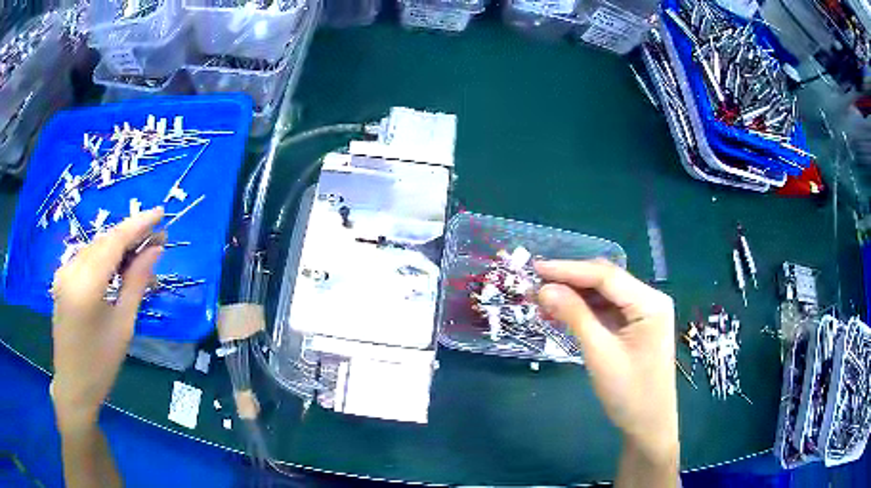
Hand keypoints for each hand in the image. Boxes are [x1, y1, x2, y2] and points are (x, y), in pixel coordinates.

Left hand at [51, 208, 164, 429]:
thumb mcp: (123, 325)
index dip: (138, 224)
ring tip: (141, 255)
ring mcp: (63, 273)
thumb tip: (155, 250)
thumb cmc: (101, 364)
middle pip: (104, 241)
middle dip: (131, 236)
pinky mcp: (62, 279)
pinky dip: (104, 257)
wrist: (73, 386)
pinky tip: (117, 266)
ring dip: (118, 247)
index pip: (114, 241)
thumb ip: (136, 282)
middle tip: (157, 240)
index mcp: (85, 285)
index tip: (160, 213)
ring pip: (95, 247)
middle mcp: (70, 270)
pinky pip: (86, 258)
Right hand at [535, 259, 677, 463]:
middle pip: (606, 281)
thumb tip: (544, 289)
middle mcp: (649, 300)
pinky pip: (607, 311)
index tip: (537, 267)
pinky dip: (584, 310)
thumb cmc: (629, 392)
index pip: (607, 276)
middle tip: (535, 282)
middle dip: (571, 280)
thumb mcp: (600, 353)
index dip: (569, 270)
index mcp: (650, 303)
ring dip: (575, 295)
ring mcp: (643, 314)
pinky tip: (561, 312)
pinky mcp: (634, 327)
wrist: (648, 425)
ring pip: (604, 295)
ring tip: (542, 298)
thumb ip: (574, 316)